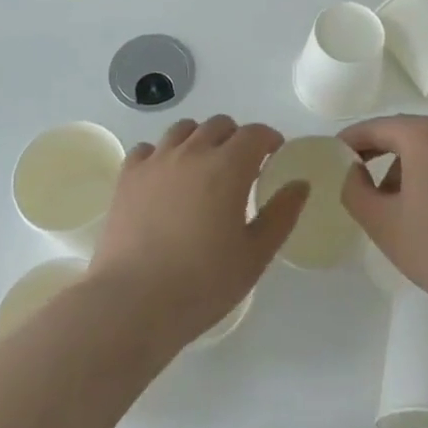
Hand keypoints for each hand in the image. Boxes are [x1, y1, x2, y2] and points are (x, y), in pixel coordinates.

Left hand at [90, 115, 307, 350]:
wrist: (133, 302)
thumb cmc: (203, 283)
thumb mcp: (255, 255)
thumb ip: (281, 215)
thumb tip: (300, 184)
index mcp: (228, 167)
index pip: (254, 133)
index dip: (268, 139)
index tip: (274, 154)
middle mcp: (192, 152)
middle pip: (219, 125)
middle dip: (236, 137)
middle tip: (241, 166)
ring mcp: (156, 161)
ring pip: (183, 130)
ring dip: (199, 139)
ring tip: (202, 167)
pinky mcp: (128, 176)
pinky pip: (147, 148)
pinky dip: (161, 155)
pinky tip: (163, 178)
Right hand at [340, 115, 427, 325]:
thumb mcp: (380, 220)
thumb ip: (353, 188)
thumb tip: (352, 170)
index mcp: (424, 135)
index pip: (376, 127)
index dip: (350, 140)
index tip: (330, 154)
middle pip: (401, 131)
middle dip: (374, 149)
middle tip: (350, 171)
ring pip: (423, 145)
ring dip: (398, 163)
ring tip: (381, 197)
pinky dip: (422, 170)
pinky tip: (413, 203)